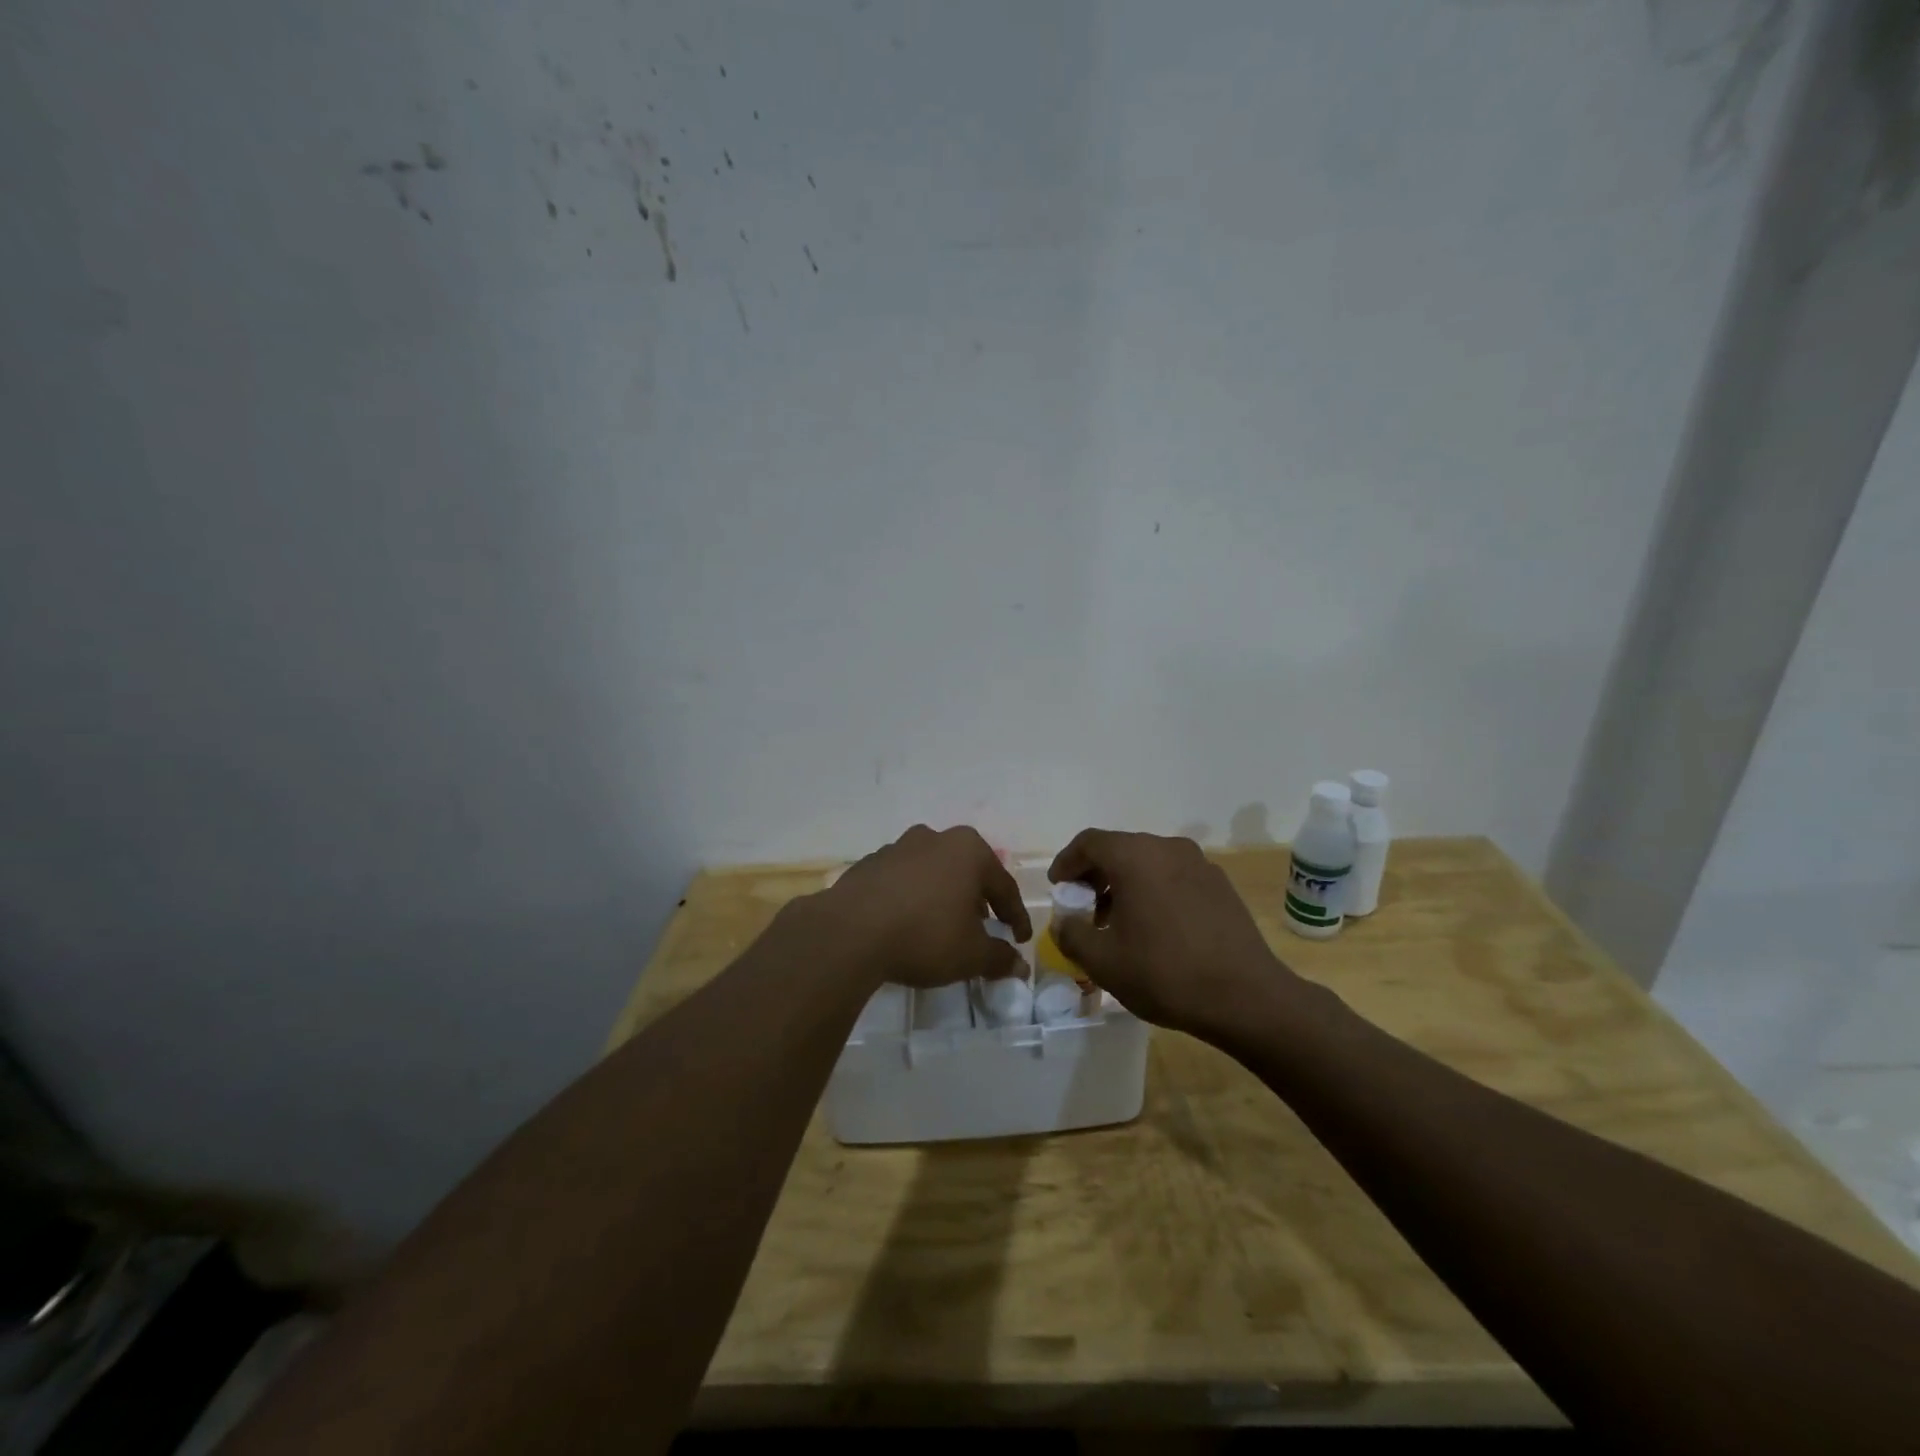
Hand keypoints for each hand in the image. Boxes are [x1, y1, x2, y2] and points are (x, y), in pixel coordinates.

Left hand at [814, 824, 1031, 988]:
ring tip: (943, 927)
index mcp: (968, 850)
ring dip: (943, 897)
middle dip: (978, 901)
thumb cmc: (924, 936)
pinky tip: (907, 924)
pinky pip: (902, 881)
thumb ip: (999, 958)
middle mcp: (935, 838)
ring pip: (933, 873)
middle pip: (967, 872)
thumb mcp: (971, 955)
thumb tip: (1019, 966)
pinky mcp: (869, 863)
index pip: (1003, 886)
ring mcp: (898, 847)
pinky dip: (912, 899)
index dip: (1016, 916)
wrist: (849, 932)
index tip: (1020, 940)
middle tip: (984, 930)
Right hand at [1048, 829, 1294, 1035]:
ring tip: (1117, 921)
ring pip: (1149, 862)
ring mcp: (1199, 864)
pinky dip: (1153, 890)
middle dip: (1095, 875)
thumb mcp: (1103, 961)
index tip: (1058, 887)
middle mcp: (1167, 848)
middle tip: (1083, 907)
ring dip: (1125, 883)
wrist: (1246, 997)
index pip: (1089, 842)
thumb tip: (1063, 923)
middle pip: (1120, 849)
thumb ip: (1071, 934)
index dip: (1067, 862)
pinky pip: (1174, 876)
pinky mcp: (1220, 885)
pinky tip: (1154, 928)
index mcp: (1135, 856)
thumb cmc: (1165, 973)